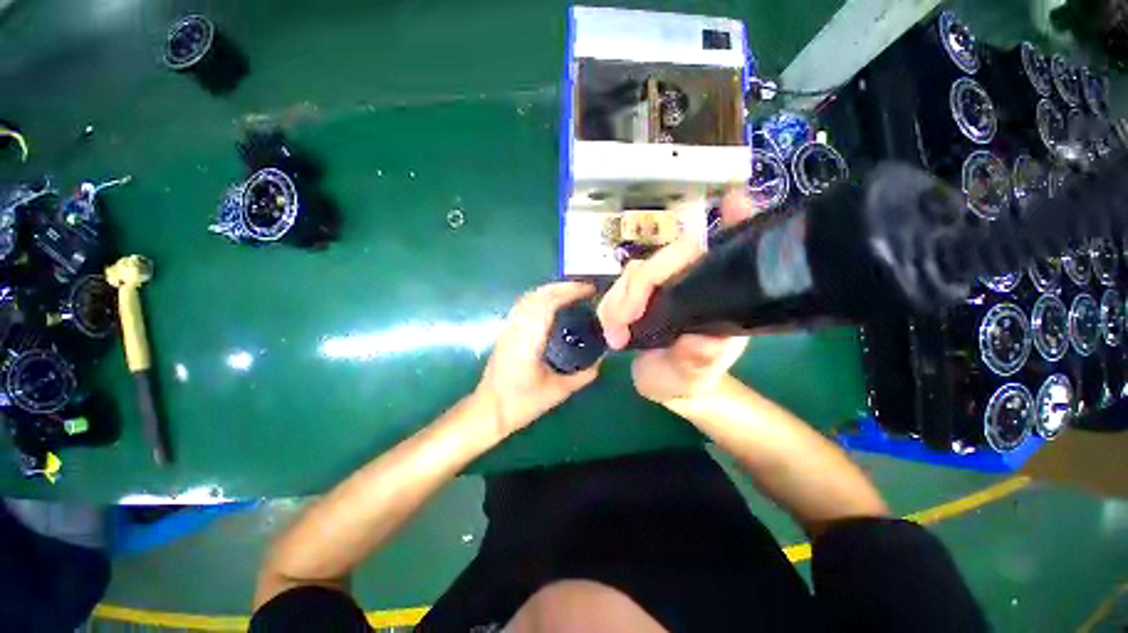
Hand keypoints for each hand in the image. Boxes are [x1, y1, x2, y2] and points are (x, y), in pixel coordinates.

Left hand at [475, 282, 600, 435]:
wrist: (489, 410)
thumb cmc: (521, 403)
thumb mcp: (557, 392)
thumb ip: (582, 376)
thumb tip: (601, 360)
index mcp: (528, 340)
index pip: (547, 304)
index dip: (569, 292)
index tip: (589, 290)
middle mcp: (516, 328)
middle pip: (538, 295)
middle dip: (562, 287)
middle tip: (585, 288)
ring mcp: (508, 328)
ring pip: (528, 297)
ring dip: (551, 290)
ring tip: (571, 292)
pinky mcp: (506, 331)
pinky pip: (524, 304)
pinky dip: (540, 297)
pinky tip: (551, 303)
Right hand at [598, 190, 755, 403]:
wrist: (665, 385)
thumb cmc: (689, 379)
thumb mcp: (694, 376)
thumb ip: (700, 359)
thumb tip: (707, 339)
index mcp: (720, 296)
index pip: (728, 252)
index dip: (735, 223)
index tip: (733, 202)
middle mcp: (693, 281)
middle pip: (665, 258)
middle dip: (638, 287)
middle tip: (622, 323)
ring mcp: (664, 285)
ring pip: (635, 271)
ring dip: (617, 301)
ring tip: (616, 337)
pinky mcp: (640, 293)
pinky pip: (619, 286)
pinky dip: (609, 306)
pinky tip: (612, 330)